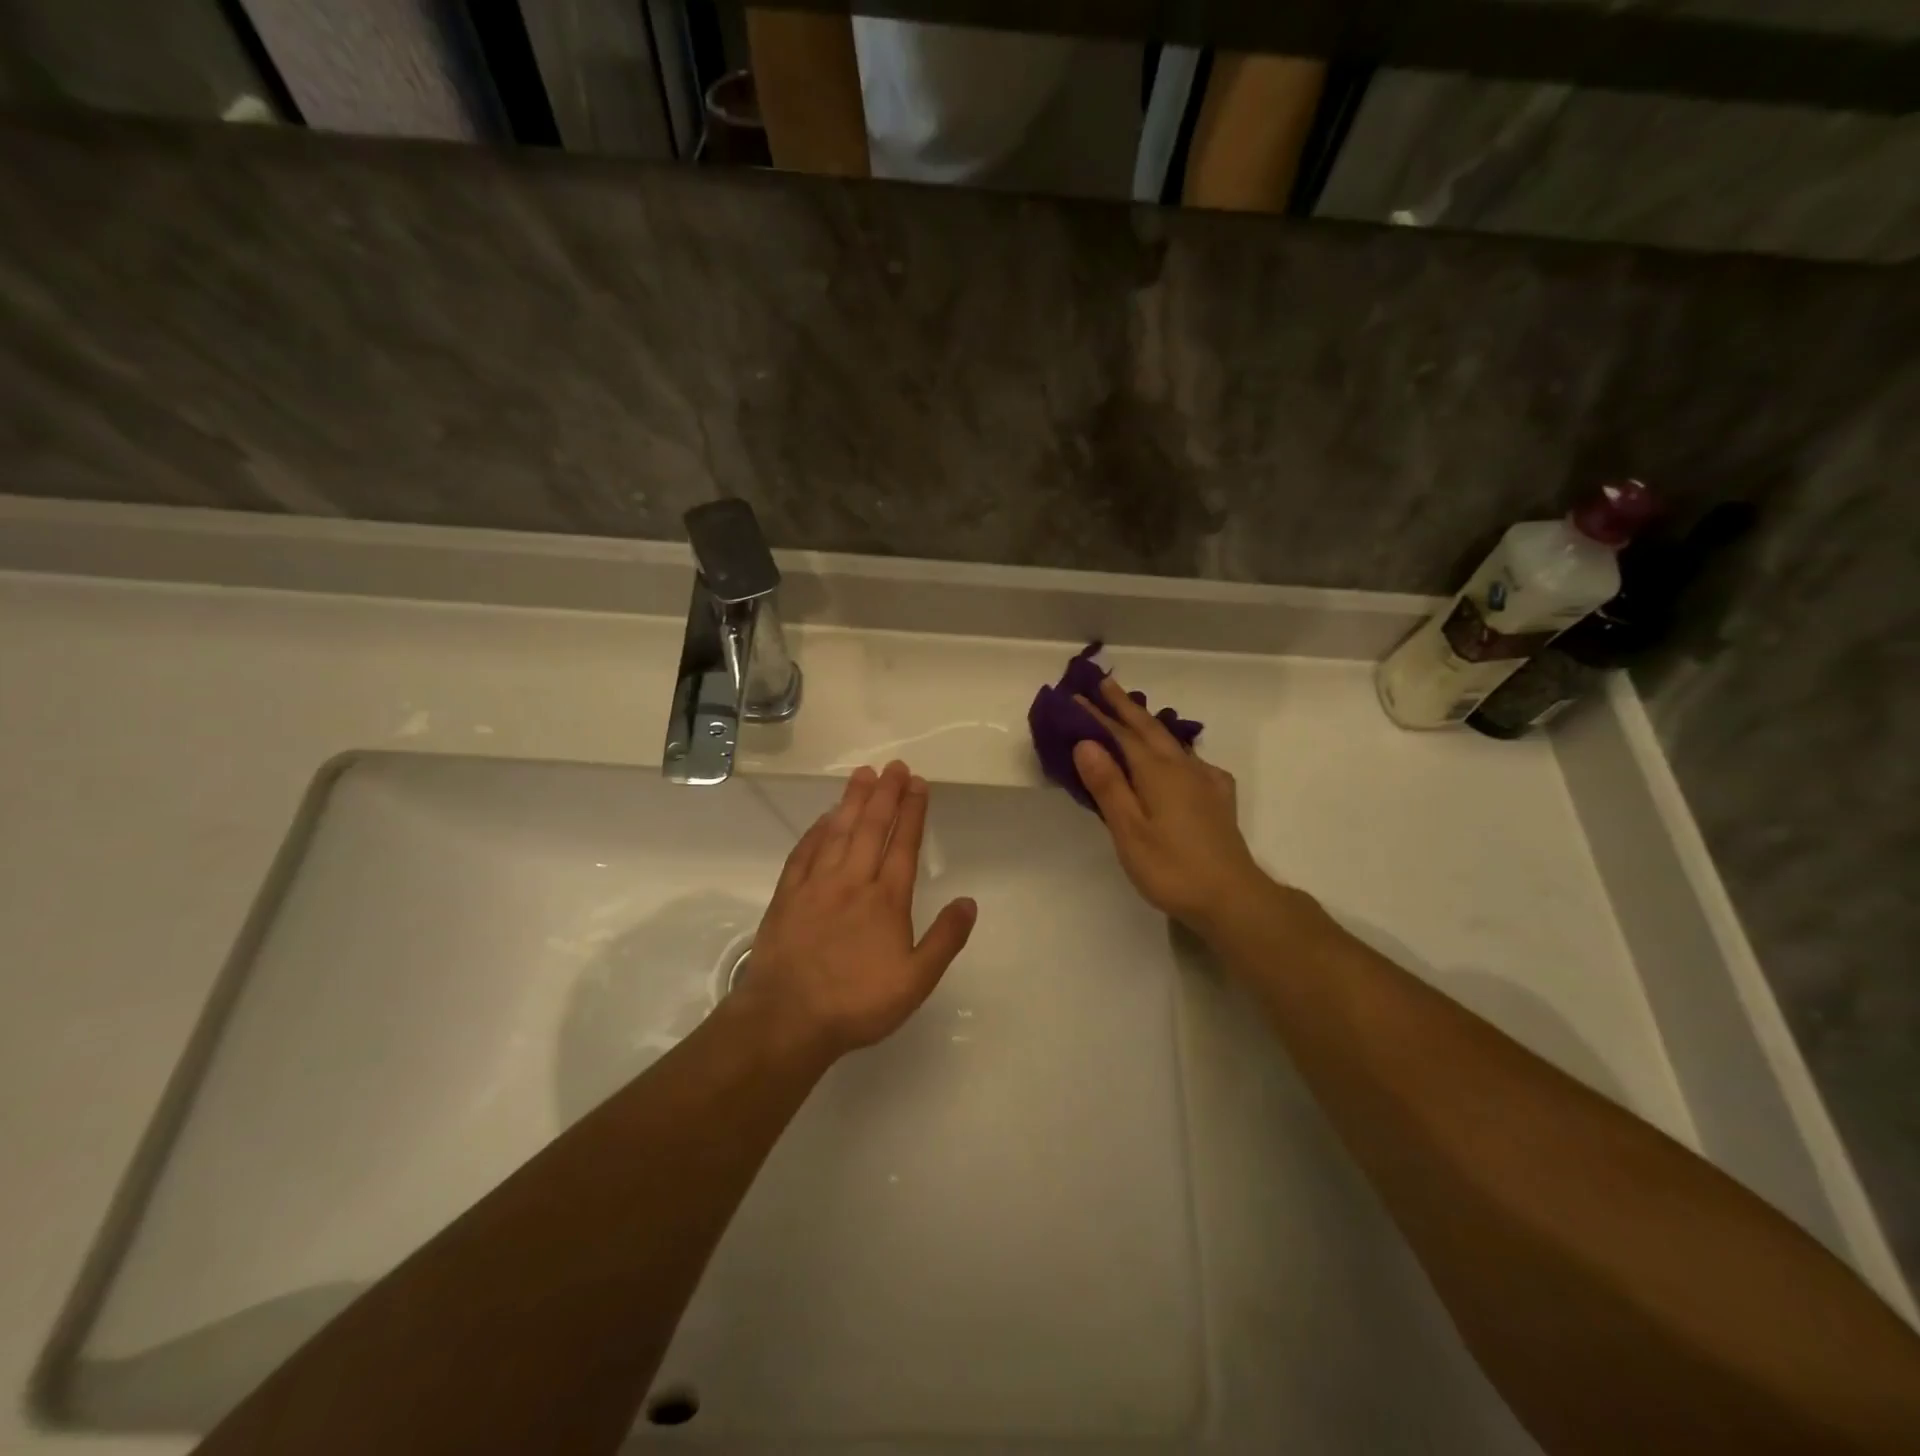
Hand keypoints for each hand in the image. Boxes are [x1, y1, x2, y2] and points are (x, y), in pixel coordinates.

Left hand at [740, 760, 977, 1056]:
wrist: (788, 1018)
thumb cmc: (857, 1003)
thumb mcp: (915, 982)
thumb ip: (945, 940)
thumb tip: (969, 901)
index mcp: (886, 900)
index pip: (903, 844)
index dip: (913, 811)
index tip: (919, 783)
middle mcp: (852, 882)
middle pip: (871, 828)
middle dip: (886, 794)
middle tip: (895, 766)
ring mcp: (816, 885)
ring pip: (838, 832)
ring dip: (852, 800)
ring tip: (864, 774)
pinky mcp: (787, 895)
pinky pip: (804, 852)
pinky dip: (816, 830)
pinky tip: (824, 818)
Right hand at [1073, 675, 1274, 927]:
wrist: (1232, 897)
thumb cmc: (1171, 867)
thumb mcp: (1129, 831)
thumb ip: (1108, 785)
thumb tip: (1086, 742)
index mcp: (1157, 772)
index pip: (1121, 735)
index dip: (1097, 715)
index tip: (1076, 696)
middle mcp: (1182, 767)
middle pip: (1149, 729)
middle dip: (1125, 706)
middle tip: (1104, 684)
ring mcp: (1204, 781)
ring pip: (1171, 742)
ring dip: (1147, 723)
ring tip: (1133, 713)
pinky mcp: (1217, 798)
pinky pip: (1190, 760)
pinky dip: (1173, 748)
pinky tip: (1178, 758)